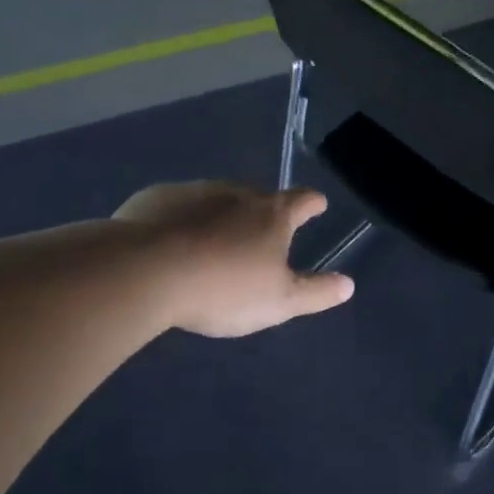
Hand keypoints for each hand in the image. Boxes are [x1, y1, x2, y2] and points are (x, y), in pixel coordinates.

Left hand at [113, 181, 353, 337]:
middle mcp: (235, 193)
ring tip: (213, 242)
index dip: (312, 203)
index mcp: (271, 214)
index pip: (301, 200)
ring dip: (220, 215)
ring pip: (215, 199)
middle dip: (262, 212)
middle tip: (259, 235)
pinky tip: (171, 243)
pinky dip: (181, 220)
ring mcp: (193, 191)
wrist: (145, 271)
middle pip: (257, 197)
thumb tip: (349, 284)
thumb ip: (315, 293)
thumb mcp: (279, 302)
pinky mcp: (155, 199)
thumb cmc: (223, 288)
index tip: (317, 205)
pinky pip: (177, 207)